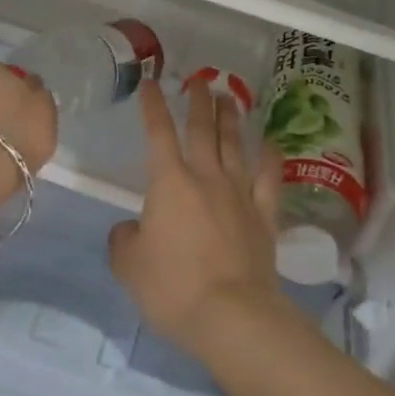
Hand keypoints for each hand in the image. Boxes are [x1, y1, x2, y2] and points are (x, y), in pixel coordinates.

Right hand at [109, 79, 290, 355]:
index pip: (158, 133)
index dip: (153, 106)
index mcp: (170, 183)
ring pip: (235, 145)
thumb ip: (124, 240)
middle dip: (199, 101)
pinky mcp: (265, 216)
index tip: (151, 83)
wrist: (232, 315)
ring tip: (230, 98)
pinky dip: (270, 158)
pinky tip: (270, 144)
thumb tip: (130, 230)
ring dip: (231, 118)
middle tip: (200, 80)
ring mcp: (240, 194)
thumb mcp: (129, 266)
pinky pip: (269, 179)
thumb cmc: (173, 288)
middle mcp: (207, 177)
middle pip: (203, 129)